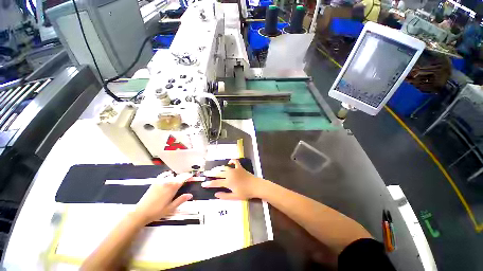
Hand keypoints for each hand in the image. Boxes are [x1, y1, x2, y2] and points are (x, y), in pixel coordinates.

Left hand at [133, 171, 192, 223]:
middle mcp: (167, 182)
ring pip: (172, 176)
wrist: (140, 213)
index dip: (188, 176)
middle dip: (184, 176)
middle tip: (188, 178)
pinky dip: (168, 174)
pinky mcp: (155, 182)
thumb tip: (190, 195)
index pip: (183, 179)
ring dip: (177, 176)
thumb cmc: (157, 212)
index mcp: (172, 188)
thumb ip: (181, 200)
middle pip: (178, 176)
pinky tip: (169, 175)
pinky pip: (163, 175)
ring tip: (179, 179)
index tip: (192, 176)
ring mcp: (160, 181)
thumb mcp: (171, 208)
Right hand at [202, 159, 263, 199]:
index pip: (216, 183)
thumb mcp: (234, 197)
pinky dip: (232, 161)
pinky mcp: (240, 168)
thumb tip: (215, 194)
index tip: (203, 184)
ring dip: (219, 168)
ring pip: (225, 168)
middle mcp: (230, 174)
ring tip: (214, 169)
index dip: (209, 184)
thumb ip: (224, 196)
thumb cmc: (245, 193)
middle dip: (212, 174)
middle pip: (219, 174)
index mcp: (228, 182)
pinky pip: (235, 162)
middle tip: (206, 174)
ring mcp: (235, 170)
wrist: (255, 186)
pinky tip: (229, 162)